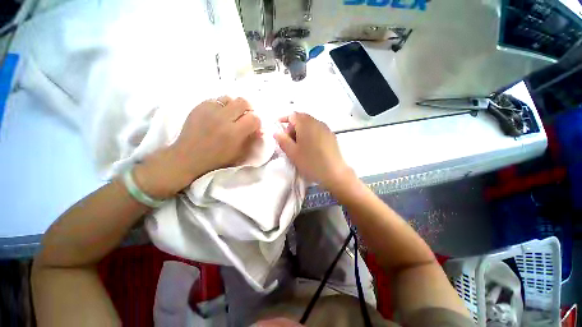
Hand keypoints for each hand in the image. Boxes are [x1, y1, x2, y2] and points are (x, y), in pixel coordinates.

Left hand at [134, 97, 260, 198]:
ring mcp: (209, 110)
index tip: (253, 127)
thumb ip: (251, 140)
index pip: (254, 118)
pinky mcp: (199, 106)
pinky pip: (216, 99)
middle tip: (244, 117)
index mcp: (234, 133)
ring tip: (231, 115)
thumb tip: (260, 129)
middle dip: (248, 109)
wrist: (188, 156)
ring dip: (234, 106)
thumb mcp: (239, 154)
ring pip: (230, 98)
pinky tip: (219, 115)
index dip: (257, 122)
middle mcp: (223, 118)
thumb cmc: (217, 159)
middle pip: (243, 102)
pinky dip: (222, 106)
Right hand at [274, 112, 353, 188]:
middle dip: (293, 127)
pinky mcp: (331, 135)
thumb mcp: (292, 153)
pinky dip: (310, 134)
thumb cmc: (310, 162)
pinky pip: (317, 130)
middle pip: (302, 119)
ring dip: (301, 131)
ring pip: (310, 124)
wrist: (334, 172)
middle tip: (289, 141)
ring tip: (299, 146)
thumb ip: (282, 140)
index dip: (283, 120)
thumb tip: (276, 132)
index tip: (279, 130)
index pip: (292, 115)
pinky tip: (310, 147)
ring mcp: (326, 128)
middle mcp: (317, 122)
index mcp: (306, 124)